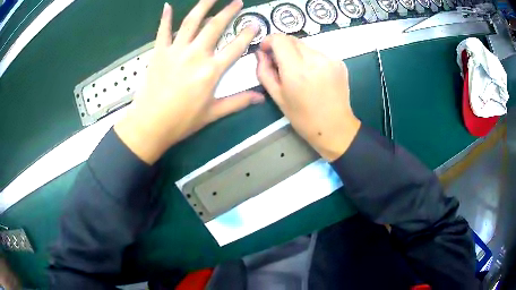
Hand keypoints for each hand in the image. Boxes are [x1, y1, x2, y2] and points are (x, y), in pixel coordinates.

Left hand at [115, 0, 264, 164]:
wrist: (150, 125)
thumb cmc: (182, 121)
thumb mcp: (212, 113)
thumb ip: (237, 102)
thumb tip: (260, 98)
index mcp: (211, 71)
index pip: (235, 47)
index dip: (247, 34)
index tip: (255, 24)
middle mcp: (195, 54)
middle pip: (215, 26)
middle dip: (228, 11)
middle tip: (237, 1)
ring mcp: (175, 51)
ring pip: (191, 22)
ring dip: (203, 6)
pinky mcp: (159, 52)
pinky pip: (162, 31)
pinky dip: (165, 18)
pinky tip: (167, 6)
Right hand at [256, 35, 360, 160]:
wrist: (335, 127)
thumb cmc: (303, 117)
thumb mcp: (277, 97)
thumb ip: (264, 72)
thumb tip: (261, 54)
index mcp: (297, 70)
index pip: (279, 39)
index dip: (269, 41)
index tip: (267, 51)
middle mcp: (315, 59)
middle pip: (293, 40)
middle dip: (283, 48)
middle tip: (282, 66)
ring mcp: (330, 59)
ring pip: (306, 46)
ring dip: (298, 54)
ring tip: (300, 74)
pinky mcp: (340, 62)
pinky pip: (319, 53)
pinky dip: (312, 59)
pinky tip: (314, 76)